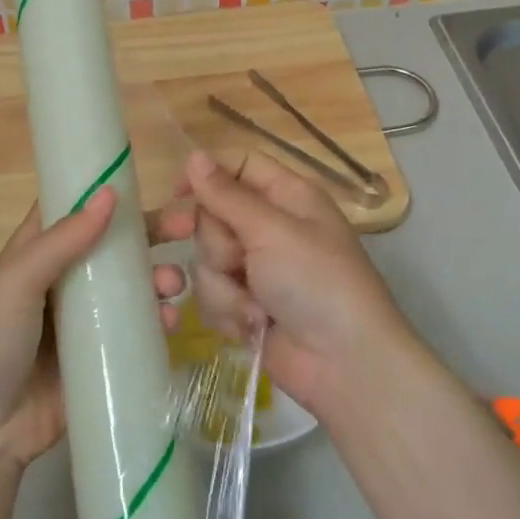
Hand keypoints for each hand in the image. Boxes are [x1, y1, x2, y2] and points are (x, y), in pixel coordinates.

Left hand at [0, 188, 187, 470]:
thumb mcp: (17, 282)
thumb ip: (62, 240)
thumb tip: (111, 194)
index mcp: (36, 256)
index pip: (75, 212)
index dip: (109, 195)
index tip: (149, 184)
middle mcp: (62, 283)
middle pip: (112, 248)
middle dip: (149, 236)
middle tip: (186, 230)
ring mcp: (82, 323)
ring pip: (129, 289)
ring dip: (157, 280)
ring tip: (174, 285)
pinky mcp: (99, 359)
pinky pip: (135, 332)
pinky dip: (156, 323)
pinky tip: (171, 322)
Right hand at [157, 149, 417, 418]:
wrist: (342, 363)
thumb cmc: (316, 282)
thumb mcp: (272, 230)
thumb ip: (227, 194)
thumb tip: (194, 154)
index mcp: (288, 197)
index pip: (239, 167)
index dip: (207, 177)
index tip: (177, 193)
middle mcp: (271, 228)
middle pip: (213, 216)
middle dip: (218, 245)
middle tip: (235, 260)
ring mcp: (257, 269)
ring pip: (207, 259)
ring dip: (224, 285)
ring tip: (256, 306)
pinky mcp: (246, 305)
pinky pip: (212, 294)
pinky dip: (229, 311)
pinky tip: (254, 325)